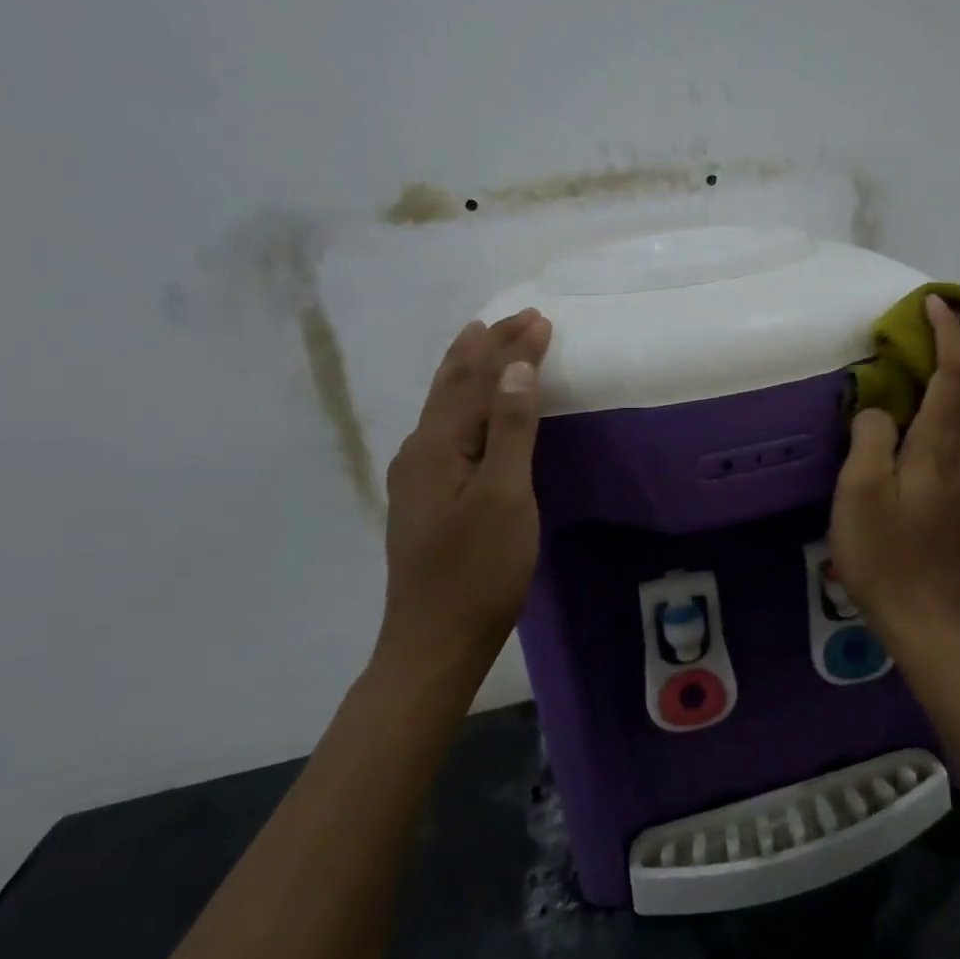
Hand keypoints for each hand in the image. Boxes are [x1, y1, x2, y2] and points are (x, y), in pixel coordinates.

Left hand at [378, 308, 553, 680]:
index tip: (541, 318)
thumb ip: (510, 430)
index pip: (479, 380)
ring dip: (467, 370)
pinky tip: (465, 409)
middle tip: (512, 317)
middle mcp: (420, 451)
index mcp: (437, 446)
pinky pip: (446, 429)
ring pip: (444, 406)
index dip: (511, 348)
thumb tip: (516, 368)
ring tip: (478, 340)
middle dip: (485, 348)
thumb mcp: (504, 497)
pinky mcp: (427, 498)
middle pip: (453, 385)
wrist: (435, 640)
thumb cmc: (478, 570)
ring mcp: (418, 477)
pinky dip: (462, 401)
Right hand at [830, 294, 959, 636]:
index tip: (932, 302)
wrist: (923, 613)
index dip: (948, 333)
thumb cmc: (884, 553)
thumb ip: (869, 437)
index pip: (955, 372)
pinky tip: (947, 394)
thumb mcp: (860, 493)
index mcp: (939, 446)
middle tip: (951, 308)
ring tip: (952, 340)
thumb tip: (879, 410)